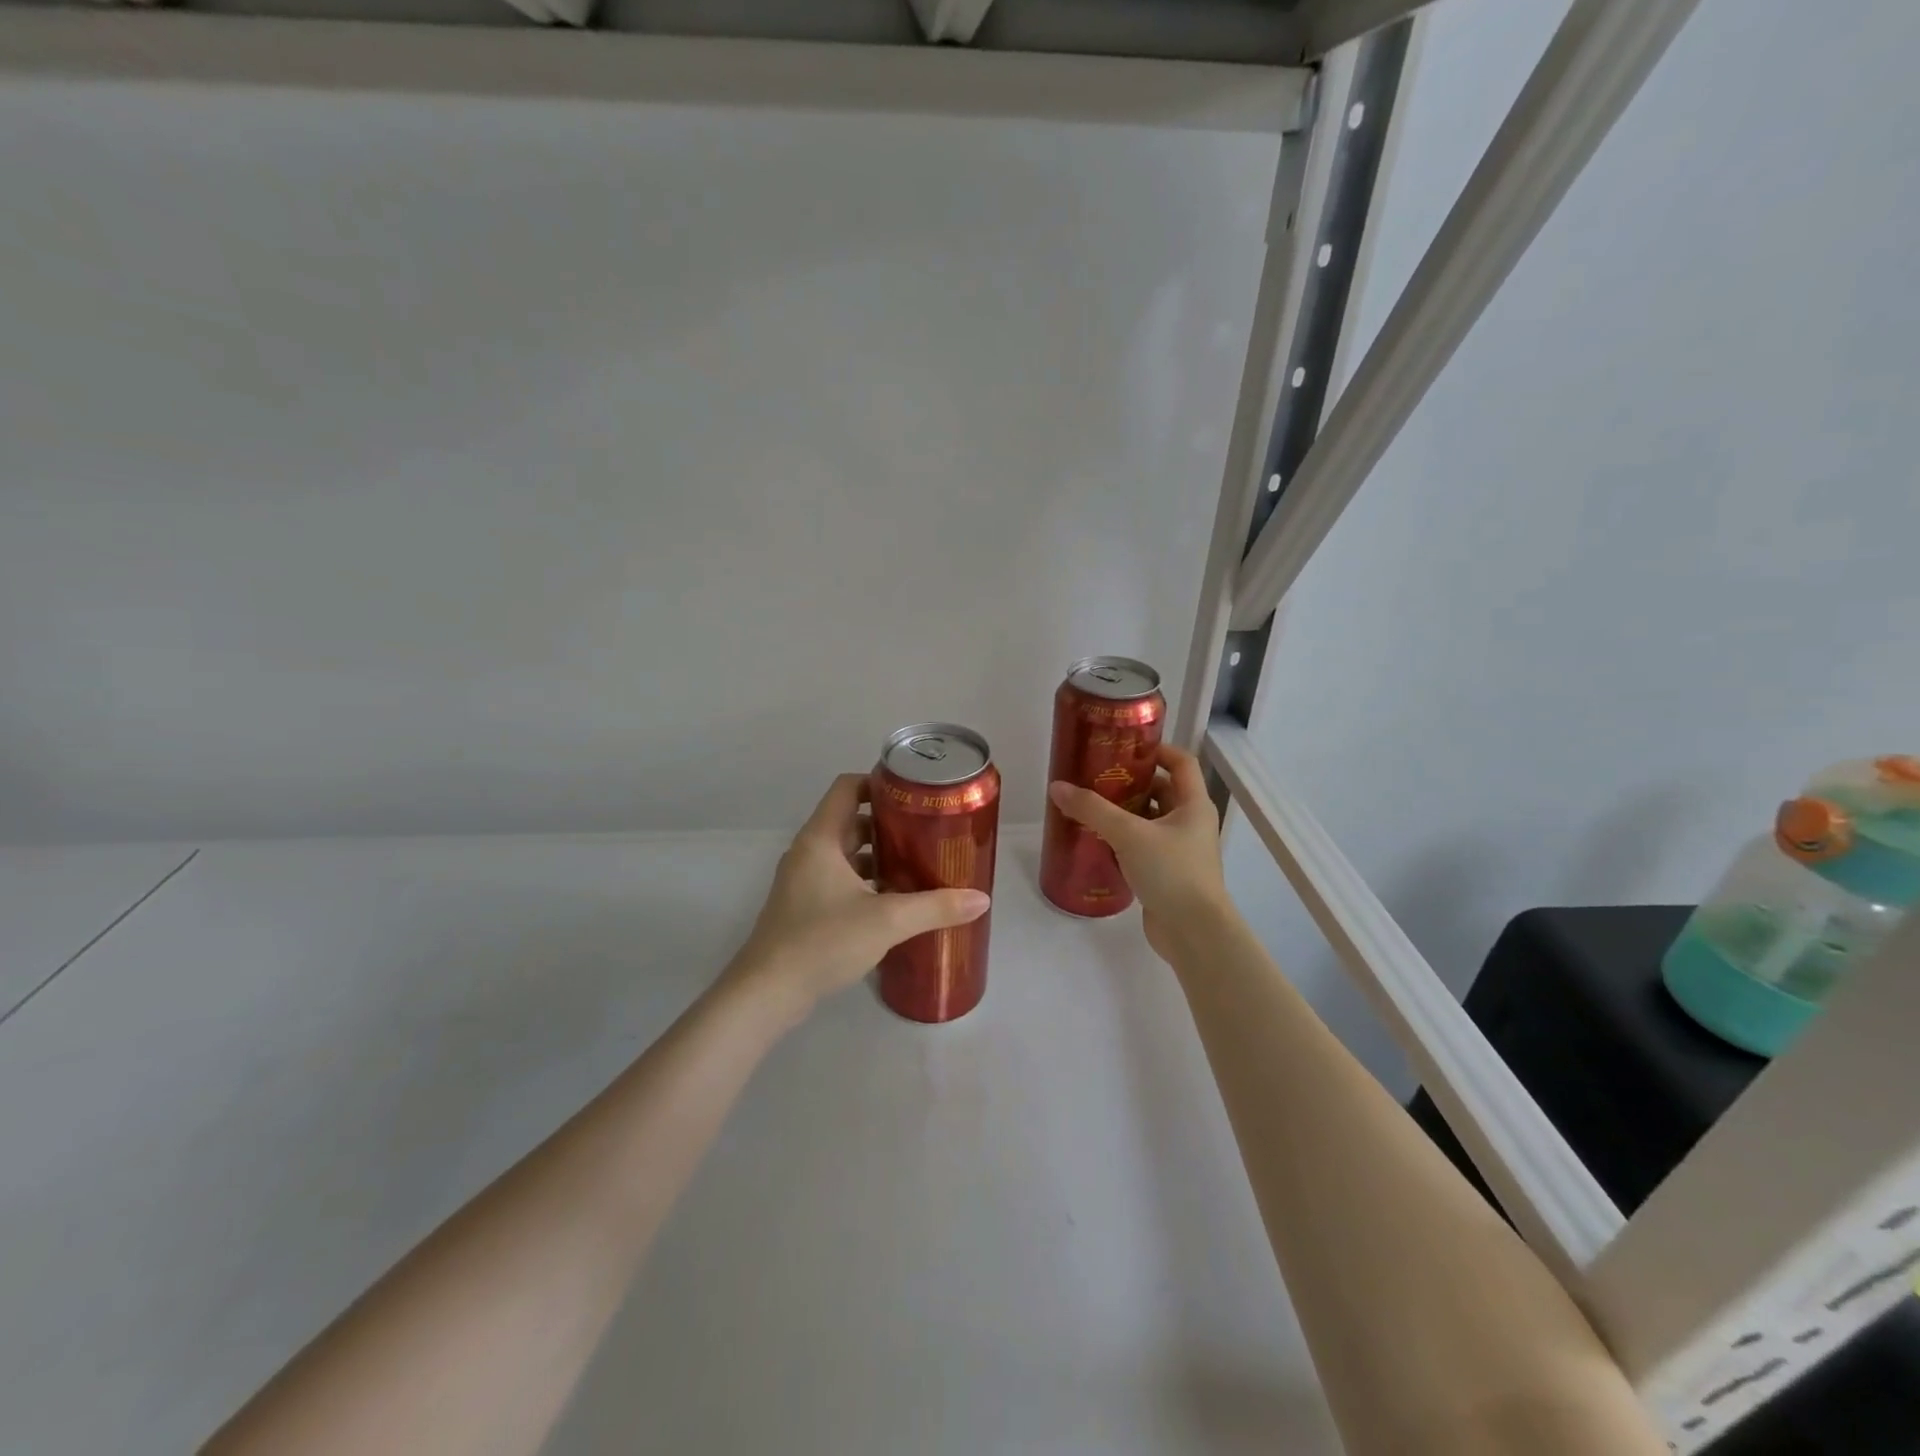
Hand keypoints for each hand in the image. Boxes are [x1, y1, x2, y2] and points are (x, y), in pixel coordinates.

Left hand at [724, 773, 991, 1016]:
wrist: (767, 993)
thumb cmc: (822, 941)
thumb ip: (935, 907)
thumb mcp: (886, 920)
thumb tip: (982, 899)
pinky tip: (894, 900)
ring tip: (918, 864)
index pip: (847, 787)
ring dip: (878, 856)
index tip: (914, 794)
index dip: (878, 782)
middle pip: (850, 821)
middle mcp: (808, 852)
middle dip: (888, 823)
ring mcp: (803, 881)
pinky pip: (840, 880)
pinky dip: (866, 882)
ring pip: (846, 854)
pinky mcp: (804, 908)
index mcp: (820, 839)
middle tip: (927, 830)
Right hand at [1049, 742, 1230, 962]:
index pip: (1182, 762)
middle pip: (1163, 791)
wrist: (1194, 933)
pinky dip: (1124, 841)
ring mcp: (1181, 851)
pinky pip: (1144, 847)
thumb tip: (1057, 787)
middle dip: (1132, 783)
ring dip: (1125, 813)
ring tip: (1090, 808)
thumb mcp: (1129, 834)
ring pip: (1151, 821)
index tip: (1124, 747)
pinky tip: (1097, 842)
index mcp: (1194, 804)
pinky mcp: (1168, 874)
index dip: (1157, 750)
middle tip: (1096, 778)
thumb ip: (1092, 809)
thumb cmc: (1171, 872)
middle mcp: (1191, 823)